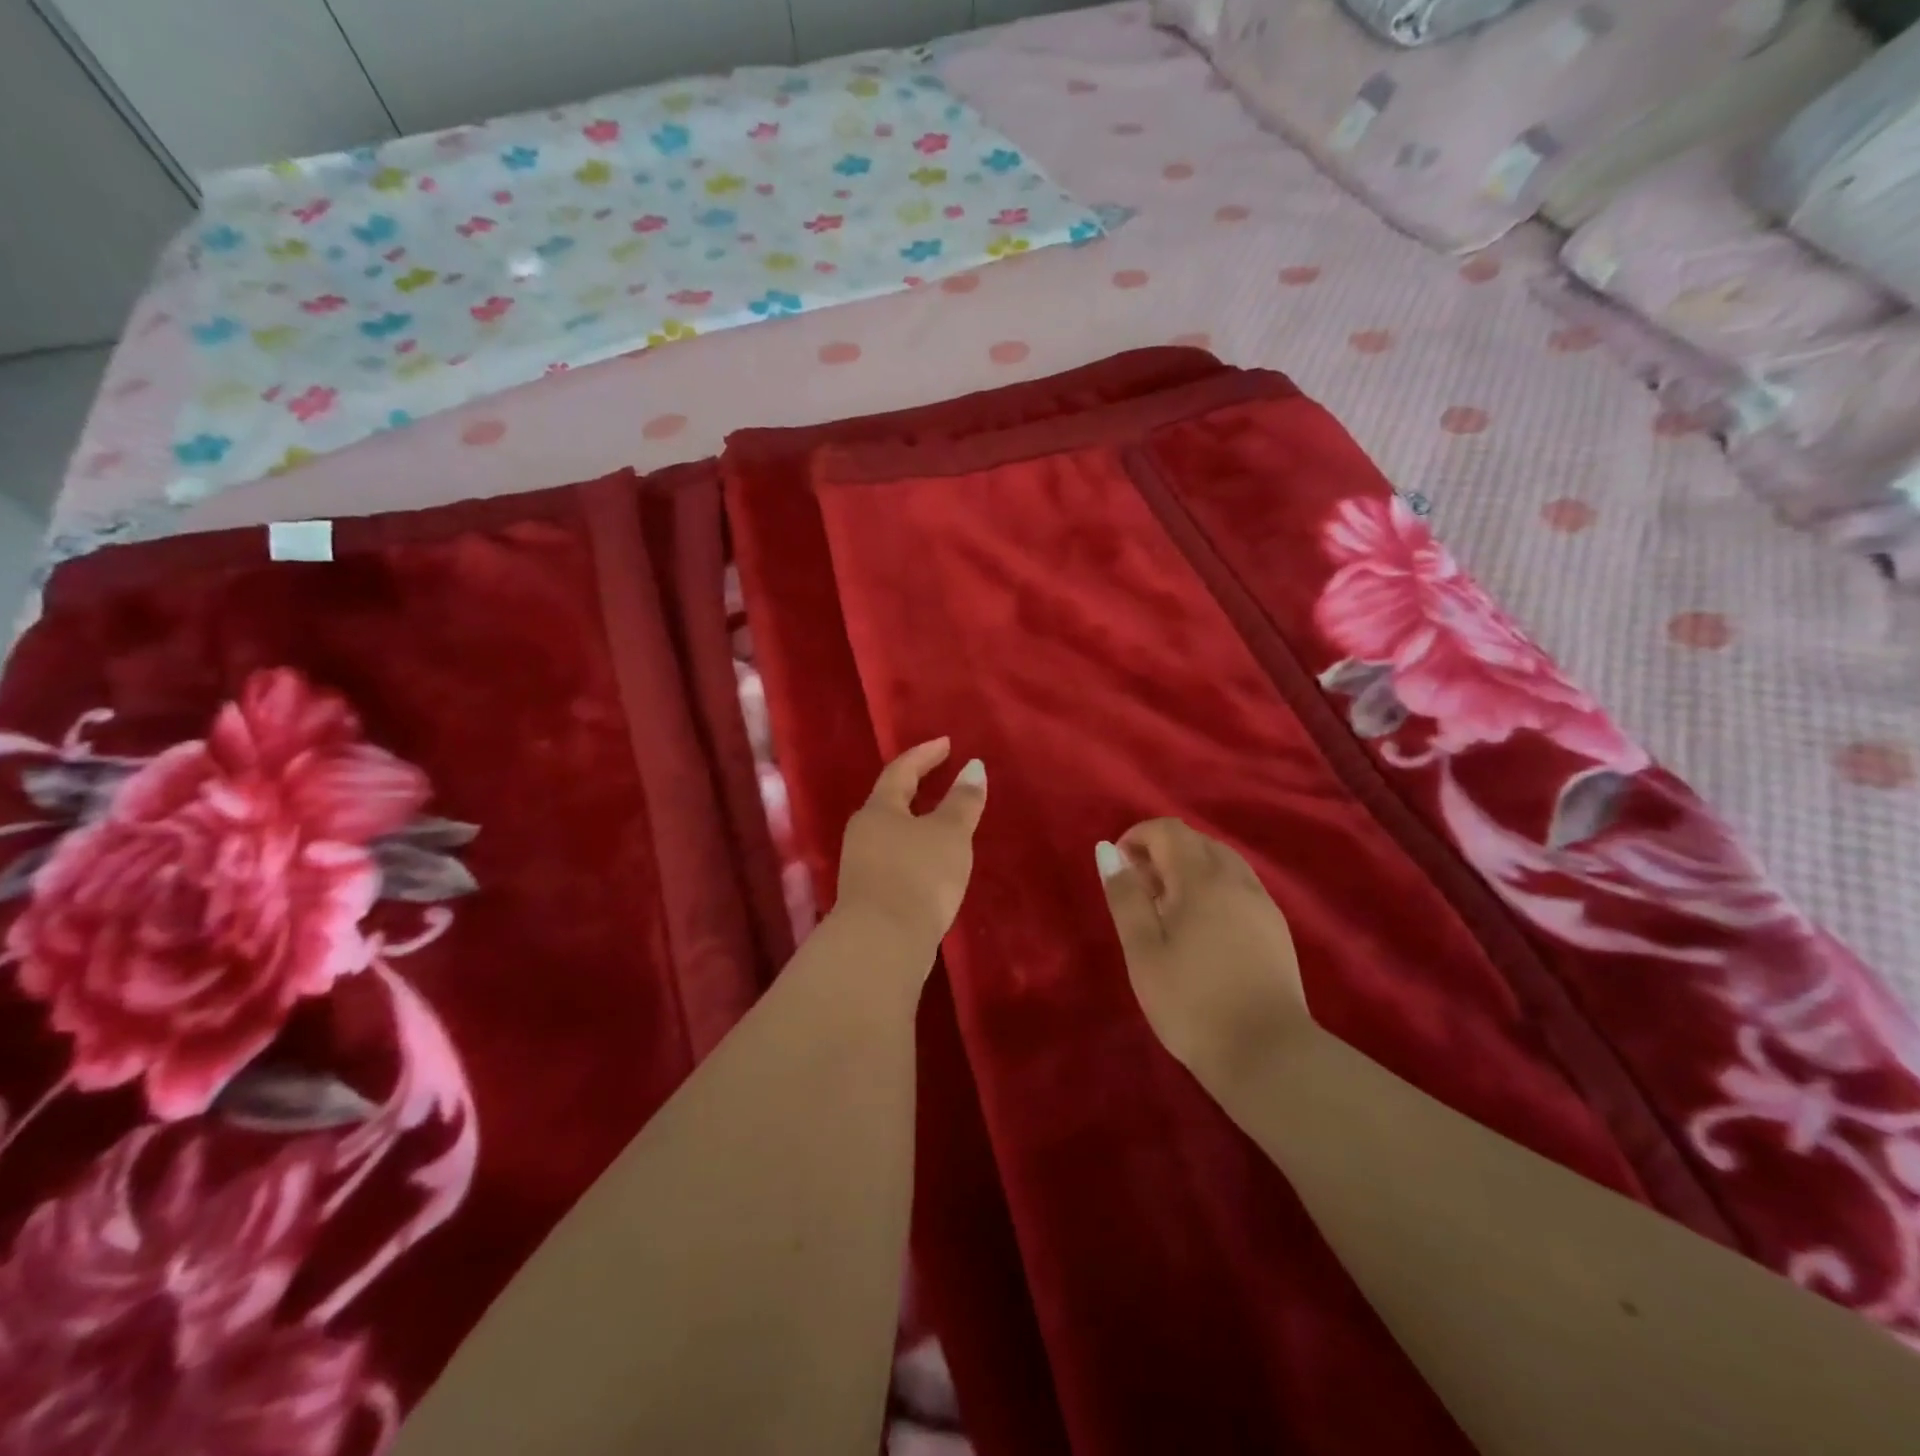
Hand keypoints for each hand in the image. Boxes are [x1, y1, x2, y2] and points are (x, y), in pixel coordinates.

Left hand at [836, 738, 986, 951]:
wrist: (882, 943)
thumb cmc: (918, 876)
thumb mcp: (949, 834)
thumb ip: (963, 801)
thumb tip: (974, 767)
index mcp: (879, 809)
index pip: (901, 770)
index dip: (925, 755)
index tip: (946, 743)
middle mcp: (863, 832)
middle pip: (890, 801)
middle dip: (916, 788)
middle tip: (942, 778)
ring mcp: (862, 865)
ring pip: (891, 832)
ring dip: (916, 822)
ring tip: (942, 822)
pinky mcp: (869, 894)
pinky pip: (894, 858)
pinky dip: (915, 851)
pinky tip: (931, 863)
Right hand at [1097, 820, 1310, 1090]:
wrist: (1268, 1054)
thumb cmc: (1190, 1002)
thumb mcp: (1142, 950)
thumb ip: (1125, 895)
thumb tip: (1107, 849)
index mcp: (1200, 878)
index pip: (1168, 829)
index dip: (1137, 837)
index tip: (1119, 869)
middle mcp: (1235, 878)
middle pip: (1196, 841)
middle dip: (1162, 852)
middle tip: (1140, 893)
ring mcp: (1261, 902)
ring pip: (1222, 861)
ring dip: (1190, 869)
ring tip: (1169, 910)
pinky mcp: (1276, 927)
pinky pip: (1240, 885)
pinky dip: (1214, 888)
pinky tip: (1204, 928)